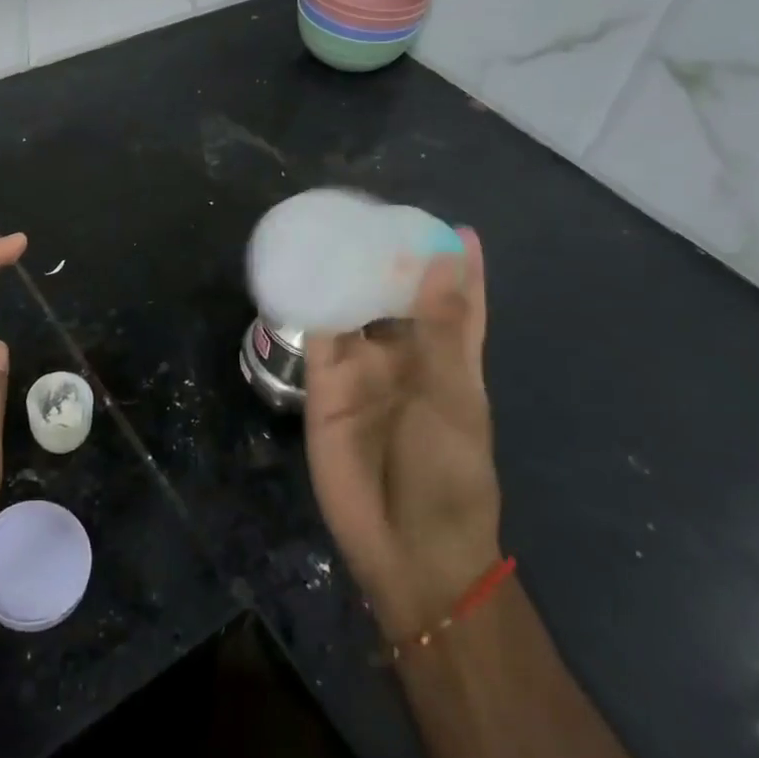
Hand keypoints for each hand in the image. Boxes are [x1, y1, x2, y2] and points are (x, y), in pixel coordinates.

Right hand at [304, 228, 500, 639]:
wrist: (404, 545)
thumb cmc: (447, 471)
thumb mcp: (451, 393)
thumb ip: (440, 323)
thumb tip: (446, 254)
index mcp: (449, 358)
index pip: (458, 301)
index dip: (459, 266)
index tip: (454, 227)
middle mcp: (405, 355)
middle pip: (397, 295)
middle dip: (390, 259)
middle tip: (373, 213)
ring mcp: (362, 367)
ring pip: (353, 306)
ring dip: (346, 272)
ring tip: (333, 226)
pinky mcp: (323, 381)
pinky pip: (315, 331)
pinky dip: (308, 300)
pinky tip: (299, 266)